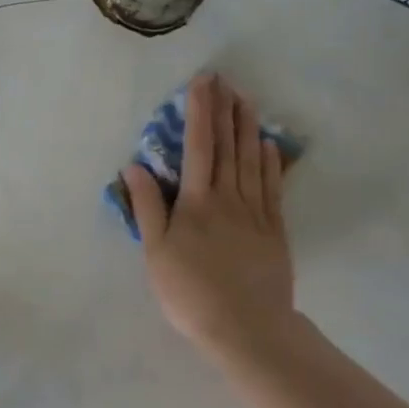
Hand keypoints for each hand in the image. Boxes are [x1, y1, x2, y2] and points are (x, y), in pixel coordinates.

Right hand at [123, 73, 294, 372]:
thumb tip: (135, 166)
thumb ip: (147, 206)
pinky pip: (271, 186)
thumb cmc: (189, 291)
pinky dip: (269, 162)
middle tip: (225, 81)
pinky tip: (267, 145)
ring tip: (246, 100)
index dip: (200, 112)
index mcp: (197, 202)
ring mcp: (255, 212)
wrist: (246, 326)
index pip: (197, 146)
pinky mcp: (273, 229)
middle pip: (227, 146)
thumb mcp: (156, 252)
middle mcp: (228, 198)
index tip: (202, 83)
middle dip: (225, 110)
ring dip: (248, 128)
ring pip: (251, 160)